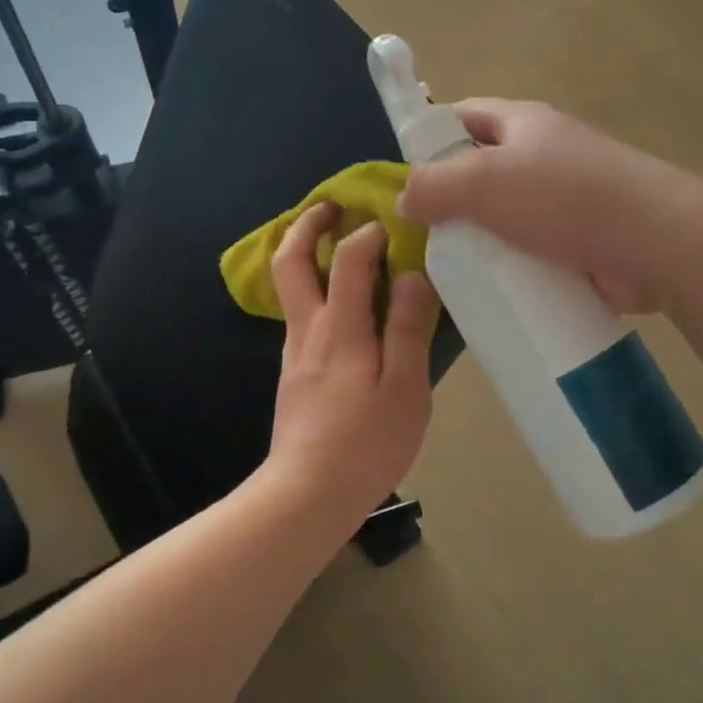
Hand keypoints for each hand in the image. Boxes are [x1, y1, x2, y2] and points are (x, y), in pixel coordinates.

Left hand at [265, 202, 438, 514]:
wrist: (307, 495)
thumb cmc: (366, 445)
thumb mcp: (404, 390)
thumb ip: (406, 329)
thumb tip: (412, 275)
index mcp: (340, 330)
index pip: (347, 260)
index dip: (368, 233)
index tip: (391, 224)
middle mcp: (309, 330)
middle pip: (290, 261)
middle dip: (307, 225)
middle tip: (331, 206)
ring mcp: (295, 351)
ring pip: (290, 287)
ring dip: (306, 253)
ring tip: (335, 242)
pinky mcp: (294, 372)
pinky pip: (300, 313)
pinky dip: (313, 288)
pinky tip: (341, 303)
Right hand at [398, 99, 697, 312]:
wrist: (659, 243)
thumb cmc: (567, 198)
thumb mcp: (485, 182)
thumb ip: (434, 186)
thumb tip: (404, 199)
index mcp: (522, 124)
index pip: (462, 117)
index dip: (429, 138)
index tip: (405, 179)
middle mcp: (544, 154)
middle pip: (482, 170)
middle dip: (451, 201)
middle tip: (421, 237)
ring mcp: (566, 199)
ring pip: (505, 216)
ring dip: (480, 241)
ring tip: (449, 272)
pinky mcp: (581, 241)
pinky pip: (531, 251)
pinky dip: (511, 268)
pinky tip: (489, 292)